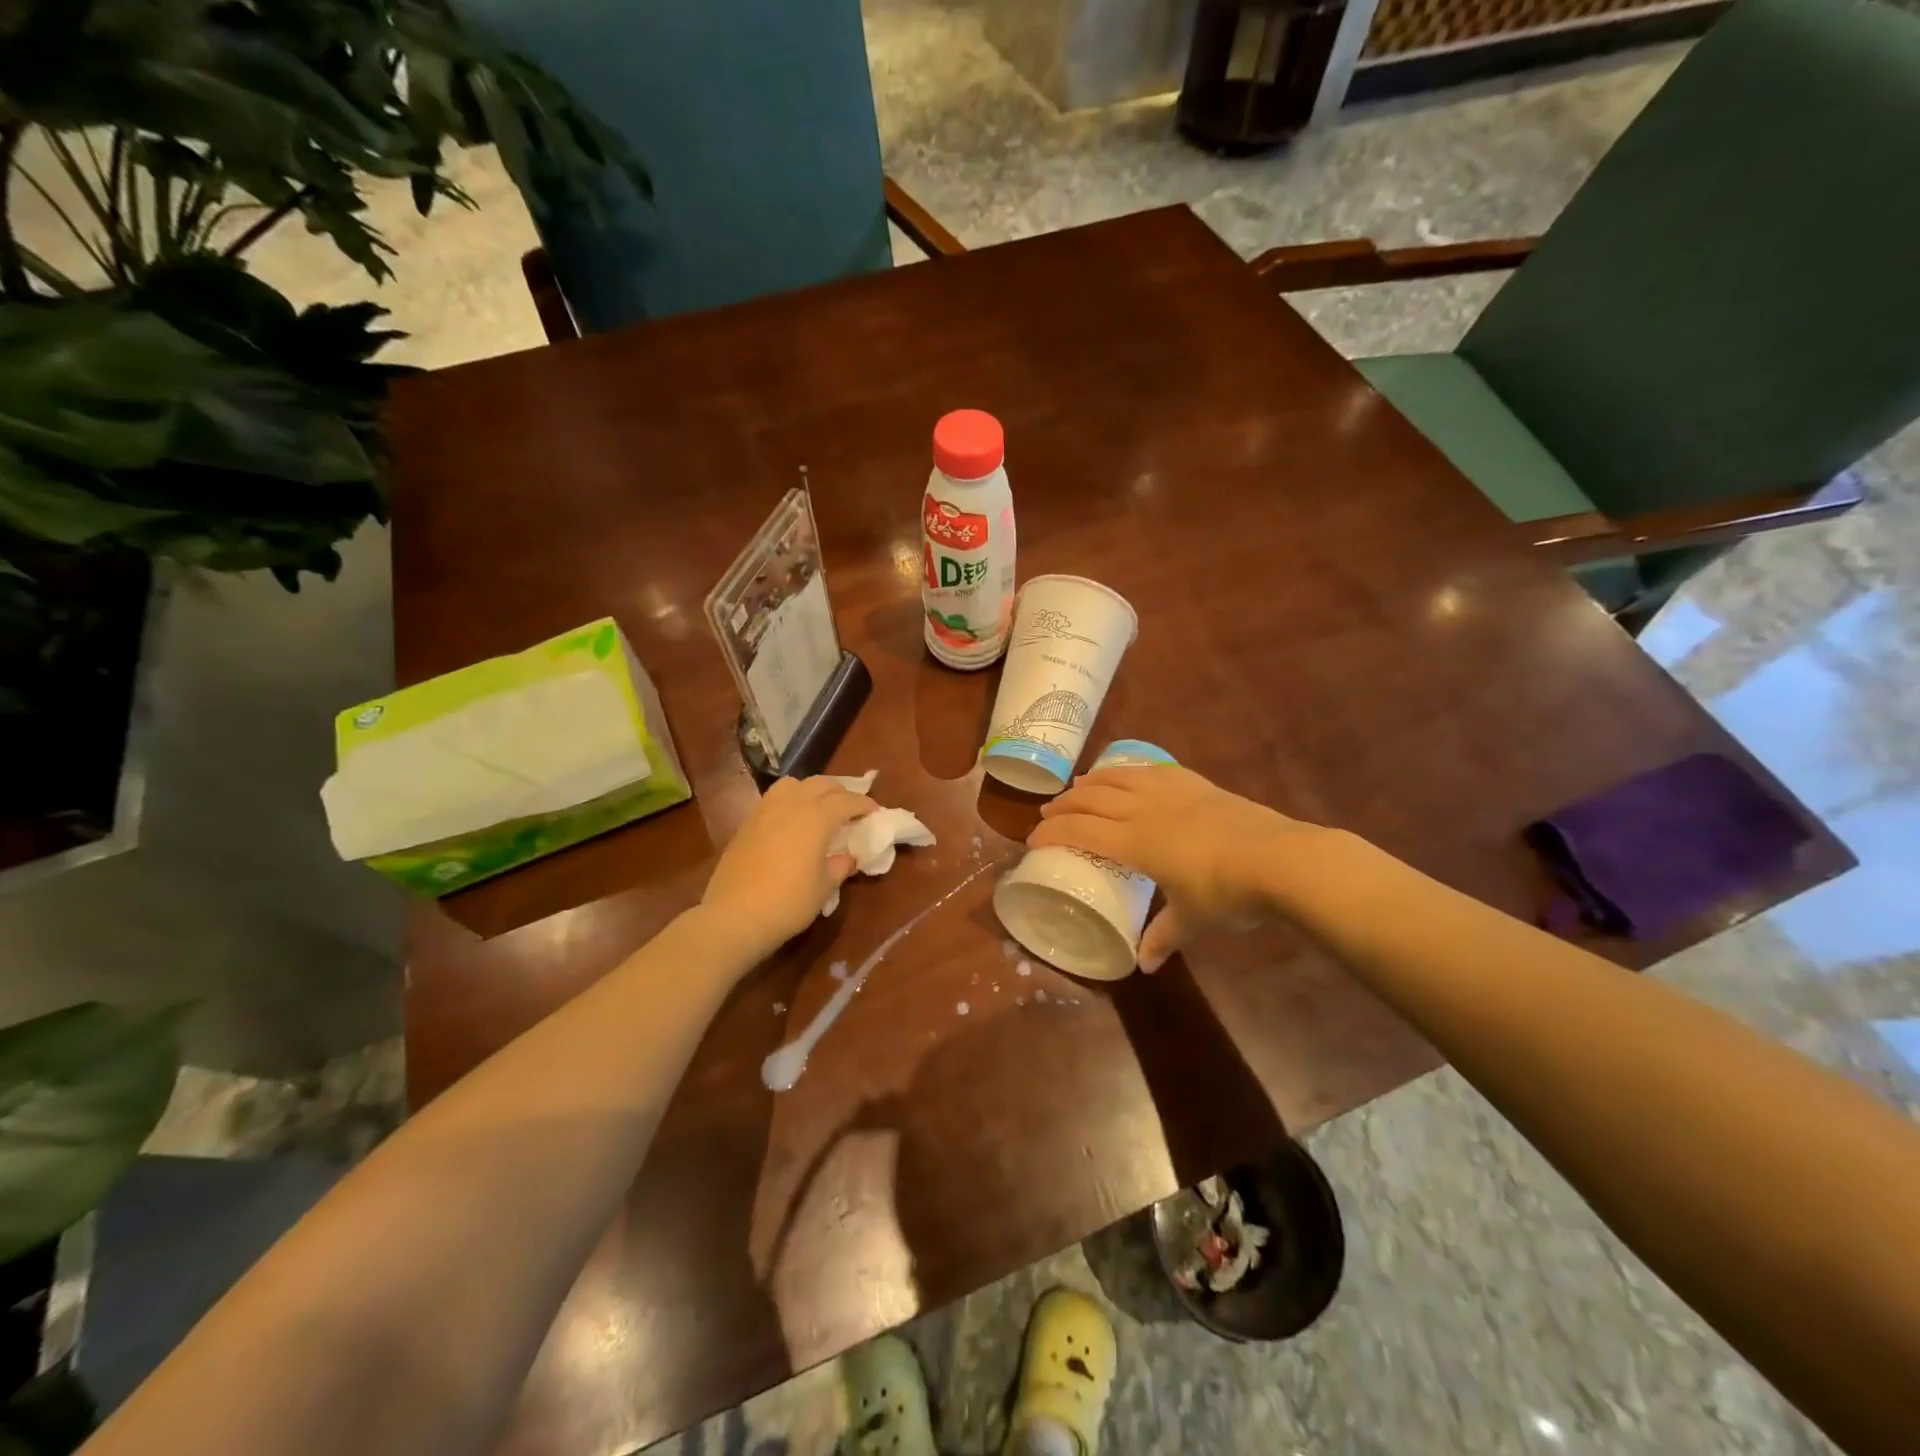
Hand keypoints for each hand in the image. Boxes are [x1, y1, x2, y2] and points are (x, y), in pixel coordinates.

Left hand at [701, 776, 878, 960]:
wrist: (734, 916)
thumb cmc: (789, 902)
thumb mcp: (825, 887)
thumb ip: (840, 865)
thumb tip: (848, 856)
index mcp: (817, 817)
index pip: (847, 800)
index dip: (864, 804)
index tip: (875, 812)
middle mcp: (792, 804)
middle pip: (821, 784)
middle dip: (840, 792)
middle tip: (851, 808)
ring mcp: (765, 810)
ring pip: (794, 784)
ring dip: (812, 790)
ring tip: (819, 807)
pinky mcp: (747, 823)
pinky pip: (774, 799)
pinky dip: (791, 801)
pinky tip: (792, 821)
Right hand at [1029, 764, 1312, 970]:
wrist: (1280, 859)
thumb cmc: (1228, 894)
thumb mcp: (1192, 920)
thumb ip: (1164, 937)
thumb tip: (1145, 965)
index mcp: (1136, 843)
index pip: (1081, 832)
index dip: (1052, 834)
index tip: (1032, 840)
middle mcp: (1144, 811)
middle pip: (1092, 800)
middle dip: (1064, 805)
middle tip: (1047, 813)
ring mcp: (1170, 793)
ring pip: (1118, 778)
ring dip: (1091, 782)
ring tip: (1078, 786)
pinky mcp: (1195, 783)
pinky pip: (1152, 769)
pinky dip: (1129, 769)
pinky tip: (1127, 772)